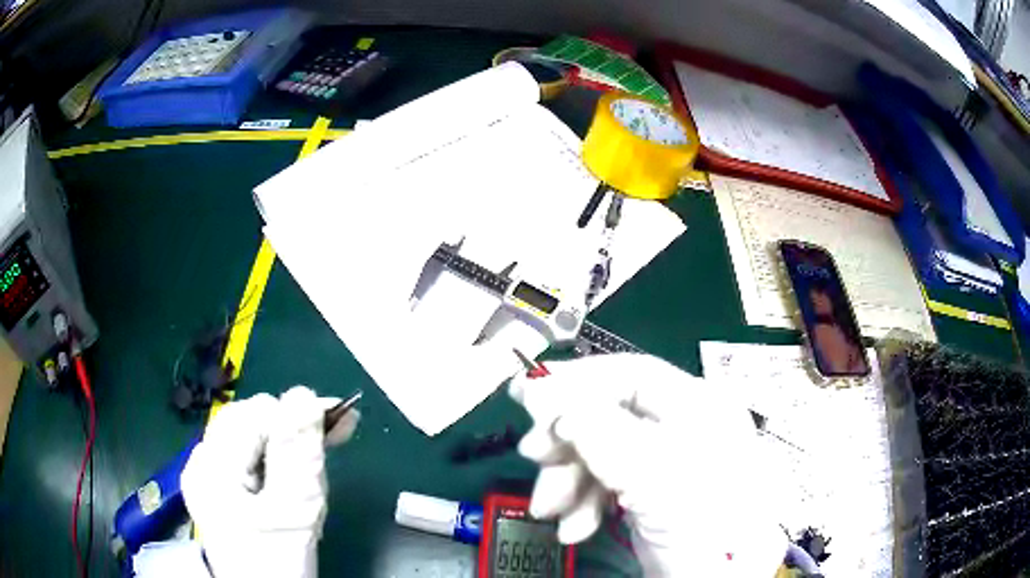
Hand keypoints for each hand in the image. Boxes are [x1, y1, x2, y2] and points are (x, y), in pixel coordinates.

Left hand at [181, 386, 359, 577]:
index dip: (297, 417)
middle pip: (251, 422)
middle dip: (292, 437)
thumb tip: (305, 396)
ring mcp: (209, 476)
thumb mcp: (292, 512)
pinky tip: (293, 489)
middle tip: (327, 458)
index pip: (257, 413)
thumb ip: (297, 455)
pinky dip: (278, 469)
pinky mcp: (221, 490)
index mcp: (214, 464)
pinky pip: (252, 461)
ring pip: (254, 441)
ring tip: (311, 487)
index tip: (340, 428)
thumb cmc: (277, 565)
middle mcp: (204, 461)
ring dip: (289, 455)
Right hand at [509, 354, 785, 576]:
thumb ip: (598, 428)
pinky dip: (581, 504)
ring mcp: (662, 464)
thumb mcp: (652, 468)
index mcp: (696, 405)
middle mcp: (680, 428)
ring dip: (567, 480)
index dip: (578, 380)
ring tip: (550, 508)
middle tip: (534, 455)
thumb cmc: (701, 516)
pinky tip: (575, 527)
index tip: (528, 393)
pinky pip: (604, 486)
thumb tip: (546, 397)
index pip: (630, 374)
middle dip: (567, 440)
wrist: (717, 577)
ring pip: (599, 454)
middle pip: (608, 416)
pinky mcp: (646, 496)